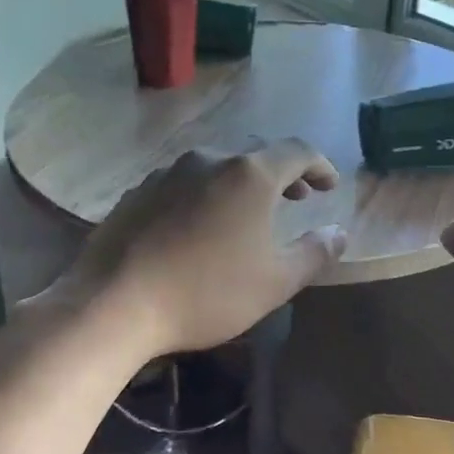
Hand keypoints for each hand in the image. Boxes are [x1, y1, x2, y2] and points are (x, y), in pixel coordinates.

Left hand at [59, 139, 346, 358]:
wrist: (114, 302)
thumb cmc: (206, 292)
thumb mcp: (275, 282)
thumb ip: (314, 253)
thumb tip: (339, 232)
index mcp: (249, 175)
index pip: (296, 152)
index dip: (319, 165)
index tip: (329, 185)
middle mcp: (208, 160)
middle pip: (255, 155)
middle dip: (281, 174)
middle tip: (296, 198)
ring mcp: (167, 173)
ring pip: (216, 167)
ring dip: (240, 184)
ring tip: (247, 212)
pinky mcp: (137, 192)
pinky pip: (183, 183)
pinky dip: (204, 195)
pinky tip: (198, 225)